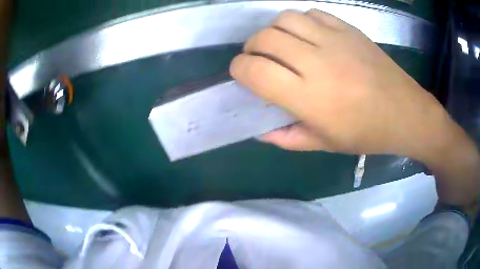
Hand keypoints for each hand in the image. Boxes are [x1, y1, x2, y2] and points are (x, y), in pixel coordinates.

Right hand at [230, 9, 448, 159]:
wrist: (404, 112)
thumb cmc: (366, 133)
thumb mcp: (324, 144)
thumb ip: (288, 137)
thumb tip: (260, 131)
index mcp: (308, 97)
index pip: (255, 70)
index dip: (239, 69)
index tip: (241, 73)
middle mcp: (317, 62)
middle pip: (265, 38)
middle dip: (252, 47)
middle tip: (258, 58)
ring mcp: (334, 40)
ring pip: (285, 19)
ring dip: (273, 30)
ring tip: (281, 44)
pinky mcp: (348, 29)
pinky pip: (311, 14)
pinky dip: (300, 22)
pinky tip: (306, 35)